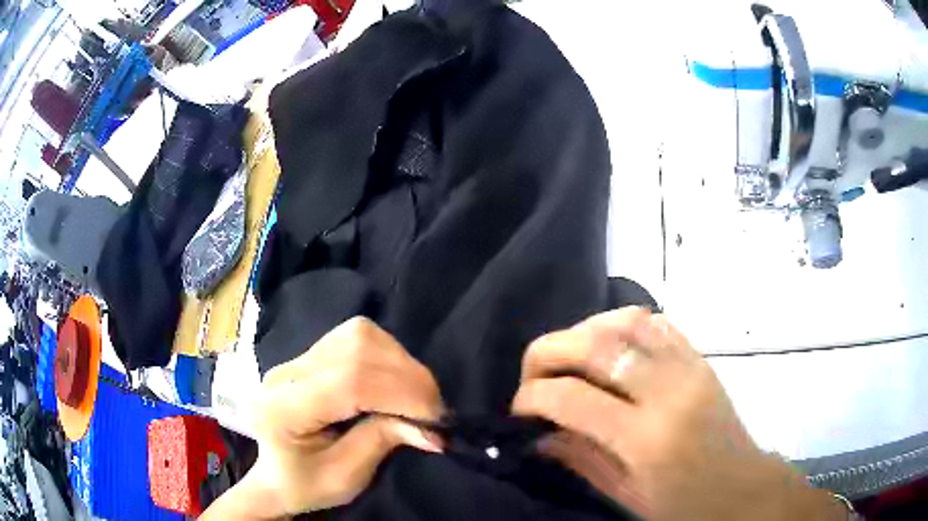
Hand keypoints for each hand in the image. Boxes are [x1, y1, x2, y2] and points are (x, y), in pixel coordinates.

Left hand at [202, 317, 443, 519]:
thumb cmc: (306, 484)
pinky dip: (388, 355)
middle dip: (408, 377)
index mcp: (282, 409)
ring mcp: (296, 358)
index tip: (436, 418)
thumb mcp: (345, 477)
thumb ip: (382, 442)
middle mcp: (285, 373)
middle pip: (357, 349)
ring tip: (417, 396)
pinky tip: (395, 380)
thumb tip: (431, 426)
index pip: (349, 380)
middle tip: (434, 409)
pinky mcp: (310, 354)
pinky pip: (357, 337)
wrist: (277, 474)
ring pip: (359, 335)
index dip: (402, 392)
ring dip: (400, 363)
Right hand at [512, 307, 845, 520]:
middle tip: (532, 375)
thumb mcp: (627, 496)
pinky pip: (657, 322)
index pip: (572, 397)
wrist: (743, 488)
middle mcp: (667, 391)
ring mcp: (688, 367)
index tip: (518, 408)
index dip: (532, 397)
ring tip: (567, 356)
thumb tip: (540, 434)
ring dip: (584, 330)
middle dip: (547, 351)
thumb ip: (580, 459)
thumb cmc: (685, 506)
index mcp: (647, 438)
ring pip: (626, 319)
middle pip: (595, 344)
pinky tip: (609, 343)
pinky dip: (623, 323)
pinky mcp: (700, 358)